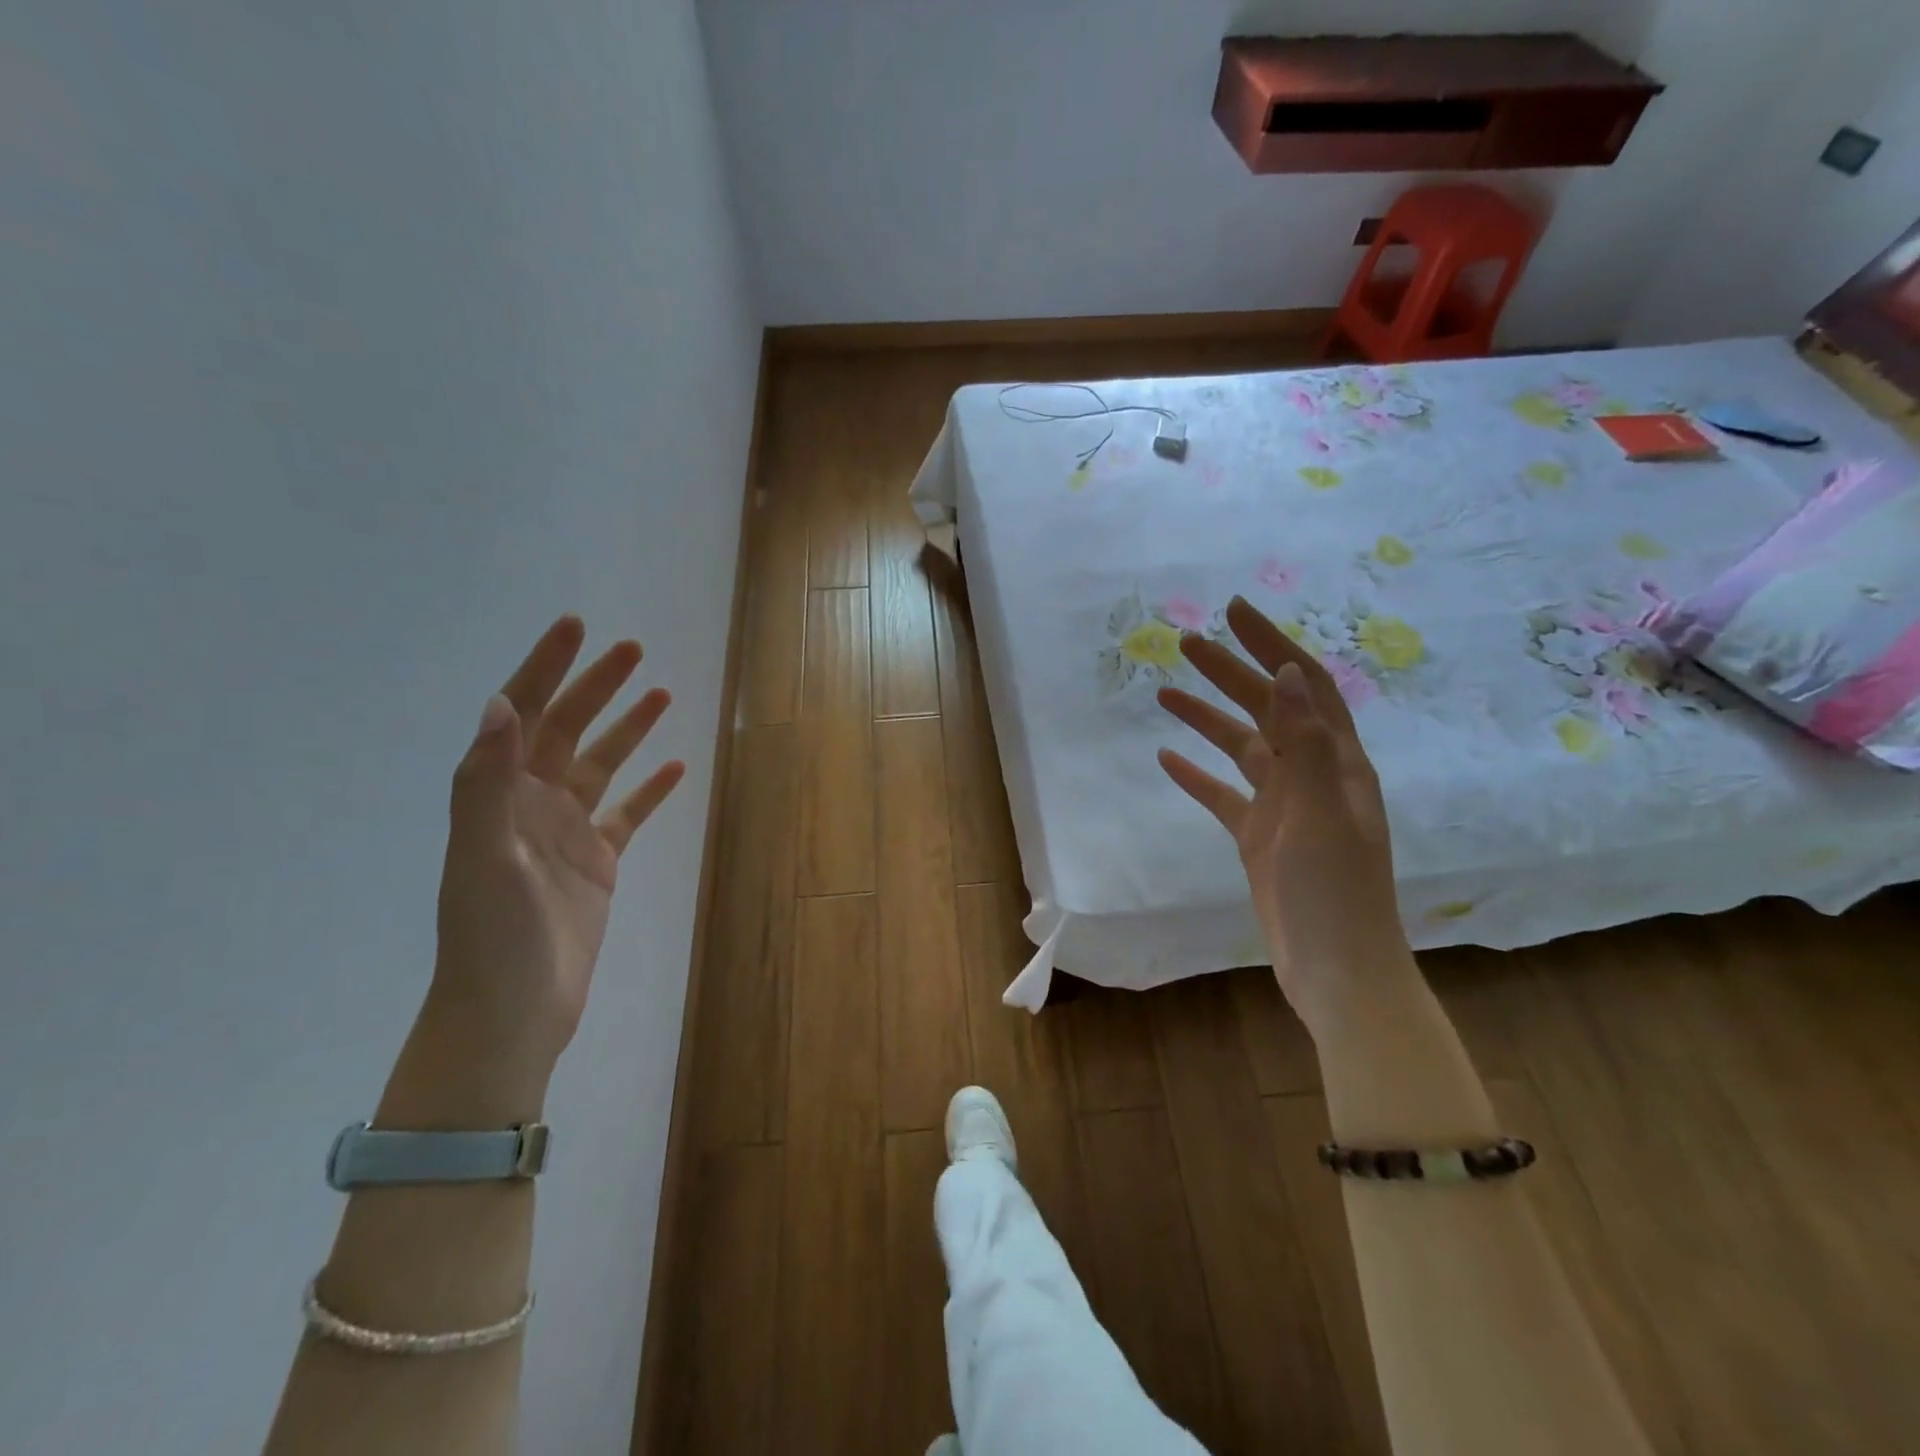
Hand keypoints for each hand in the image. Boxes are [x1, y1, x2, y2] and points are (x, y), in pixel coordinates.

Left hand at [415, 616, 684, 1106]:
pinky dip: (651, 789)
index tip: (576, 628)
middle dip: (597, 687)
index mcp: (499, 795)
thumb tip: (500, 705)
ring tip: (660, 694)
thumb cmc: (492, 936)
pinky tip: (677, 767)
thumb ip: (487, 782)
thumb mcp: (483, 856)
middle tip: (632, 651)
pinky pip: (629, 814)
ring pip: (602, 765)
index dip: (545, 668)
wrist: (512, 1012)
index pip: (522, 715)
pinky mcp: (598, 862)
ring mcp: (567, 832)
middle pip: (567, 730)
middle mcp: (532, 803)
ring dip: (628, 729)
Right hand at [1156, 597, 1409, 1035]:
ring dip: (1206, 718)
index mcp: (1337, 762)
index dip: (1271, 644)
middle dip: (1229, 672)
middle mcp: (1313, 775)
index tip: (1233, 612)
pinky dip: (1197, 775)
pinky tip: (1167, 760)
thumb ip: (1306, 743)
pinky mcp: (1260, 838)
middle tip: (1184, 643)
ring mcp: (1284, 807)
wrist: (1336, 970)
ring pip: (1241, 748)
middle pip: (1267, 708)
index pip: (1304, 685)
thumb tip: (1288, 671)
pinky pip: (1223, 795)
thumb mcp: (1321, 813)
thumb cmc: (1335, 891)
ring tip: (1164, 691)